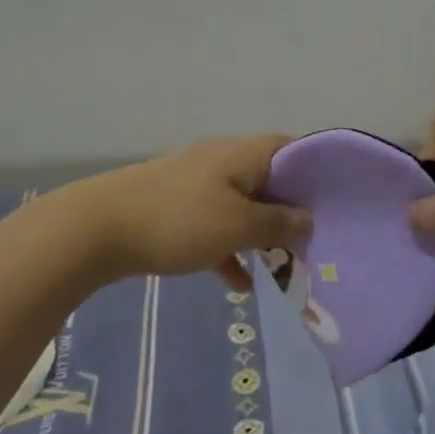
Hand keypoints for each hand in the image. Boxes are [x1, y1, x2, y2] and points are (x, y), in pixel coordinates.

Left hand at [70, 136, 311, 286]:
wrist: (99, 226)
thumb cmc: (179, 221)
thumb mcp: (237, 226)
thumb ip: (278, 223)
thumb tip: (308, 218)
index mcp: (242, 155)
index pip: (291, 149)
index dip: (316, 173)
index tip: (335, 205)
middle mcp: (221, 161)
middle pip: (268, 181)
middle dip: (290, 212)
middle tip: (313, 243)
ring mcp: (195, 184)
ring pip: (241, 206)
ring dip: (260, 235)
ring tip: (283, 267)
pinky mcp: (174, 208)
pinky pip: (212, 226)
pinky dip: (227, 249)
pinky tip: (237, 284)